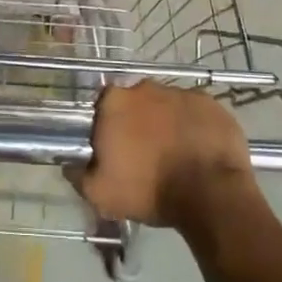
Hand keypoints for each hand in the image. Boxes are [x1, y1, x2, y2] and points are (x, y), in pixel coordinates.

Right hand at [67, 81, 254, 230]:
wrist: (211, 194)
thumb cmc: (149, 190)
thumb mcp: (101, 194)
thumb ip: (78, 174)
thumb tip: (69, 163)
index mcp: (115, 101)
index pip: (104, 106)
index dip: (108, 127)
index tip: (115, 150)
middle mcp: (146, 87)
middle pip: (136, 102)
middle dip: (138, 122)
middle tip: (145, 154)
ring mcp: (181, 91)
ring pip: (167, 106)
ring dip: (167, 123)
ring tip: (175, 155)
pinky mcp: (211, 102)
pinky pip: (195, 112)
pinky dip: (194, 126)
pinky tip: (198, 151)